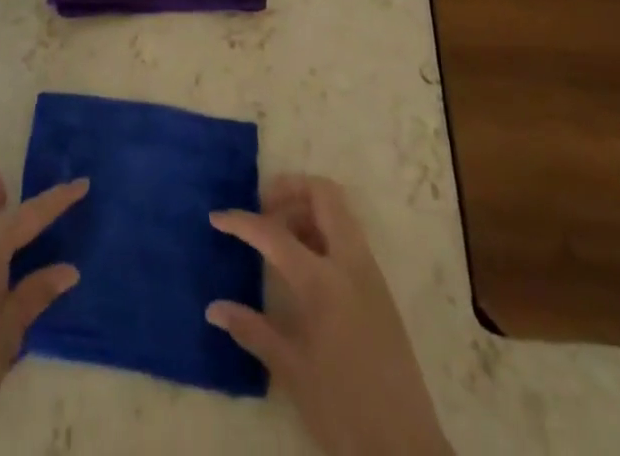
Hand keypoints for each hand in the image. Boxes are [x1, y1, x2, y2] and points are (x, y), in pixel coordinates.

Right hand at [208, 175, 451, 455]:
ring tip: (279, 238)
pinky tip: (303, 266)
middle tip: (262, 209)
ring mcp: (370, 273)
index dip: (241, 222)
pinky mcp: (380, 289)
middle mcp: (350, 264)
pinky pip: (349, 237)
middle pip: (323, 195)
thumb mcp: (291, 372)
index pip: (274, 233)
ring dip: (307, 210)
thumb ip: (252, 330)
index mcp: (324, 281)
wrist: (406, 452)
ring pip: (339, 212)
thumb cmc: (343, 410)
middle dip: (289, 190)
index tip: (216, 218)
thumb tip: (214, 308)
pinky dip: (323, 232)